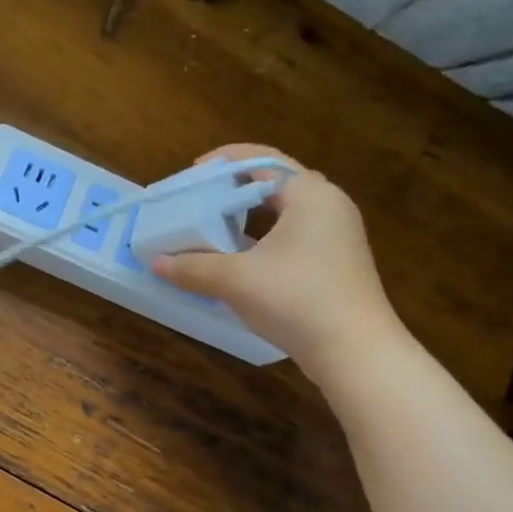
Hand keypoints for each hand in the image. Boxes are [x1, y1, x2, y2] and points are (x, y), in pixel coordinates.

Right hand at [152, 145, 402, 385]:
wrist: (355, 352)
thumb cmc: (296, 300)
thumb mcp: (236, 281)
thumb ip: (193, 267)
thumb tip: (156, 263)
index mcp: (309, 194)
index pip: (263, 159)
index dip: (224, 161)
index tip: (193, 175)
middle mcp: (329, 205)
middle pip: (274, 183)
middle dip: (234, 189)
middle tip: (200, 202)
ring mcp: (337, 235)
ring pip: (284, 213)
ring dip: (247, 217)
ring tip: (213, 229)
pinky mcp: (337, 262)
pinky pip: (293, 236)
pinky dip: (263, 239)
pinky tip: (240, 260)